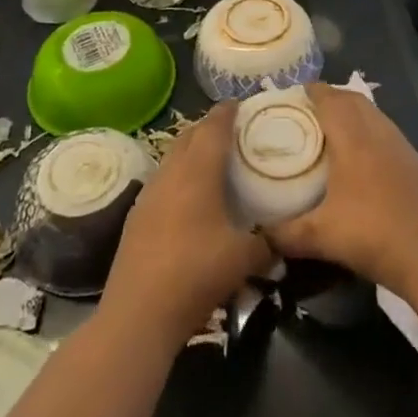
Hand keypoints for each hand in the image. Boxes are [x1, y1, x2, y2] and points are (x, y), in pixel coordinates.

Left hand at [102, 105, 274, 348]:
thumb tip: (281, 239)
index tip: (241, 103)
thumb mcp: (245, 259)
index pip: (213, 127)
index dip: (227, 112)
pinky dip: (178, 176)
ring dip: (191, 151)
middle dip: (209, 127)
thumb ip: (267, 243)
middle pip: (189, 135)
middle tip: (232, 132)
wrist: (139, 312)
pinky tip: (189, 198)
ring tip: (213, 161)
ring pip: (173, 157)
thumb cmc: (196, 273)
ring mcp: (149, 193)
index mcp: (198, 171)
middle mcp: (171, 172)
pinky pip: (162, 181)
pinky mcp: (136, 215)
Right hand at [261, 83, 417, 301]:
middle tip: (307, 110)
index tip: (292, 94)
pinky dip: (369, 130)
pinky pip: (386, 131)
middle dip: (330, 97)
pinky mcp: (416, 163)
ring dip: (352, 112)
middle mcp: (379, 133)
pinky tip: (361, 157)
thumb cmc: (374, 237)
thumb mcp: (321, 237)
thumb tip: (260, 234)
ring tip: (331, 129)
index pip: (330, 99)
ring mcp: (401, 147)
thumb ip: (285, 234)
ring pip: (373, 114)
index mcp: (354, 139)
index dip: (311, 91)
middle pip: (353, 99)